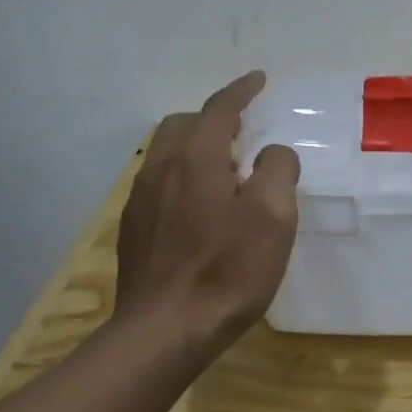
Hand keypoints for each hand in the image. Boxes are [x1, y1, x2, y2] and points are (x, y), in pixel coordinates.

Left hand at [112, 71, 299, 352]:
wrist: (165, 331)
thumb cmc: (227, 271)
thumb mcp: (273, 217)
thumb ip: (278, 171)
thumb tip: (272, 155)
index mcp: (196, 158)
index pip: (220, 108)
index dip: (241, 90)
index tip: (258, 79)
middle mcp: (161, 169)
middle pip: (183, 125)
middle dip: (213, 119)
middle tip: (244, 134)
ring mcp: (141, 201)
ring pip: (167, 155)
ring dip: (197, 149)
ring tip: (226, 172)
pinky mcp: (133, 230)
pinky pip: (159, 184)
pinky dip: (183, 178)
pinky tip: (200, 210)